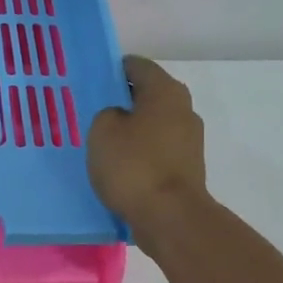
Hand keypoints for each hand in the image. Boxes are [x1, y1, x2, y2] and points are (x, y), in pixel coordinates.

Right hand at [87, 56, 207, 247]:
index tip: (92, 85)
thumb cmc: (134, 166)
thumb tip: (119, 118)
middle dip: (122, 102)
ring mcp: (189, 140)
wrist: (169, 217)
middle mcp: (184, 109)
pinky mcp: (187, 168)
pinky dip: (141, 154)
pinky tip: (121, 168)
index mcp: (165, 91)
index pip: (137, 65)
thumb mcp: (102, 131)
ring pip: (153, 125)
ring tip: (104, 146)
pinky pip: (158, 151)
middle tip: (94, 116)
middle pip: (148, 95)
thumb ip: (106, 114)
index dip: (112, 71)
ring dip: (132, 131)